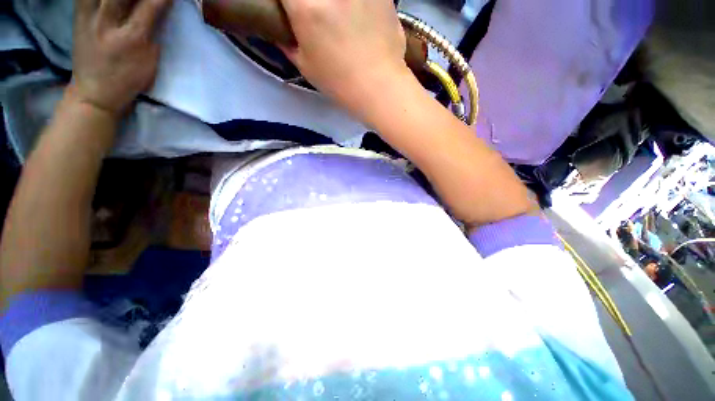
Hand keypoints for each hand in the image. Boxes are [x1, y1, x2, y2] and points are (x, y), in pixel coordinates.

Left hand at [70, 0, 172, 116]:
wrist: (94, 92)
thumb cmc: (127, 79)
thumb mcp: (149, 61)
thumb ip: (154, 32)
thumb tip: (161, 8)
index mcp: (132, 38)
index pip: (152, 4)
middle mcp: (108, 22)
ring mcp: (88, 16)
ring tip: (129, 1)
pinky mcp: (77, 14)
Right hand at [278, 0, 408, 116]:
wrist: (378, 86)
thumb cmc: (339, 82)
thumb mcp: (306, 67)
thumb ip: (289, 43)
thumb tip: (282, 31)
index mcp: (304, 4)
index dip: (289, 3)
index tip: (293, 11)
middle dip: (311, 5)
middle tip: (320, 16)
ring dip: (336, 5)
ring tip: (340, 17)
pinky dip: (357, 4)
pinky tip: (358, 16)